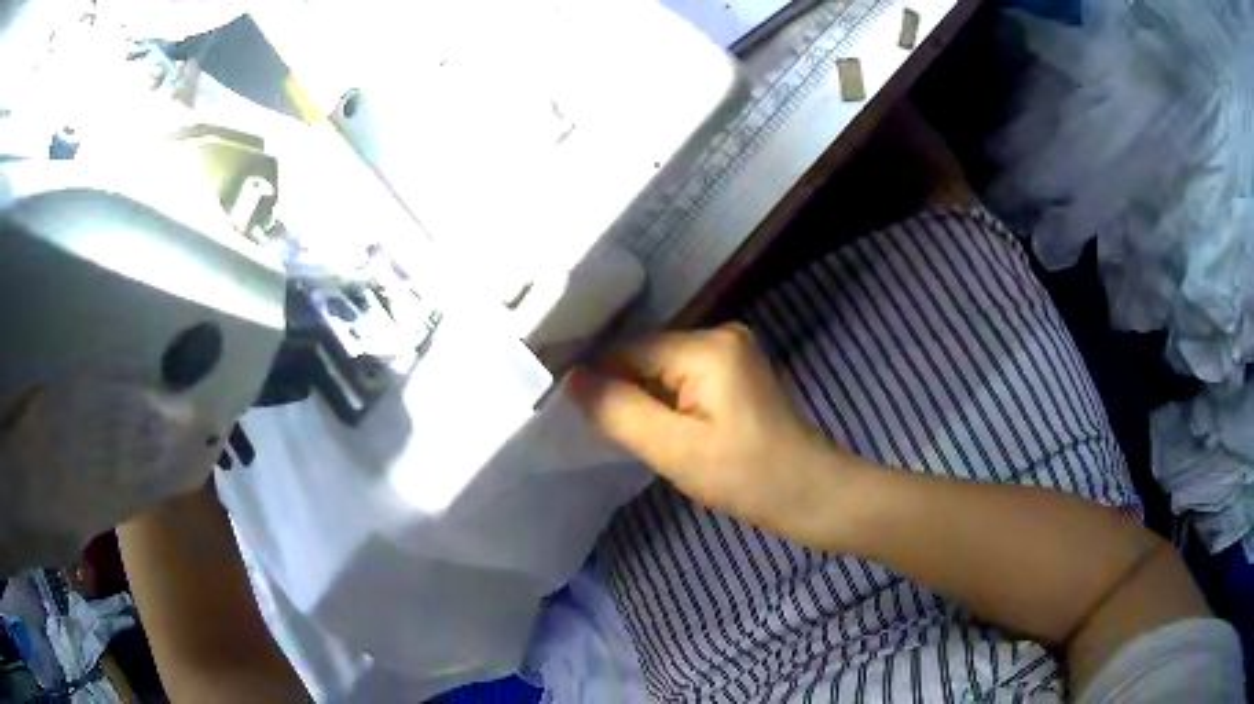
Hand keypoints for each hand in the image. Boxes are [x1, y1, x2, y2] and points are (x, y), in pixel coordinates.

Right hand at [567, 324, 858, 540]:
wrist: (810, 494)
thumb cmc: (746, 476)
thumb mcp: (674, 449)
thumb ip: (618, 410)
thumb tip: (571, 379)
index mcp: (707, 345)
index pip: (630, 351)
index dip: (600, 381)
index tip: (574, 415)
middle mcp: (721, 334)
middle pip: (647, 357)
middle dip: (625, 393)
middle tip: (607, 434)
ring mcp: (732, 353)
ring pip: (663, 371)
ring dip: (645, 401)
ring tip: (632, 436)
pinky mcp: (736, 374)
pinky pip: (684, 380)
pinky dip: (667, 404)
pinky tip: (663, 431)